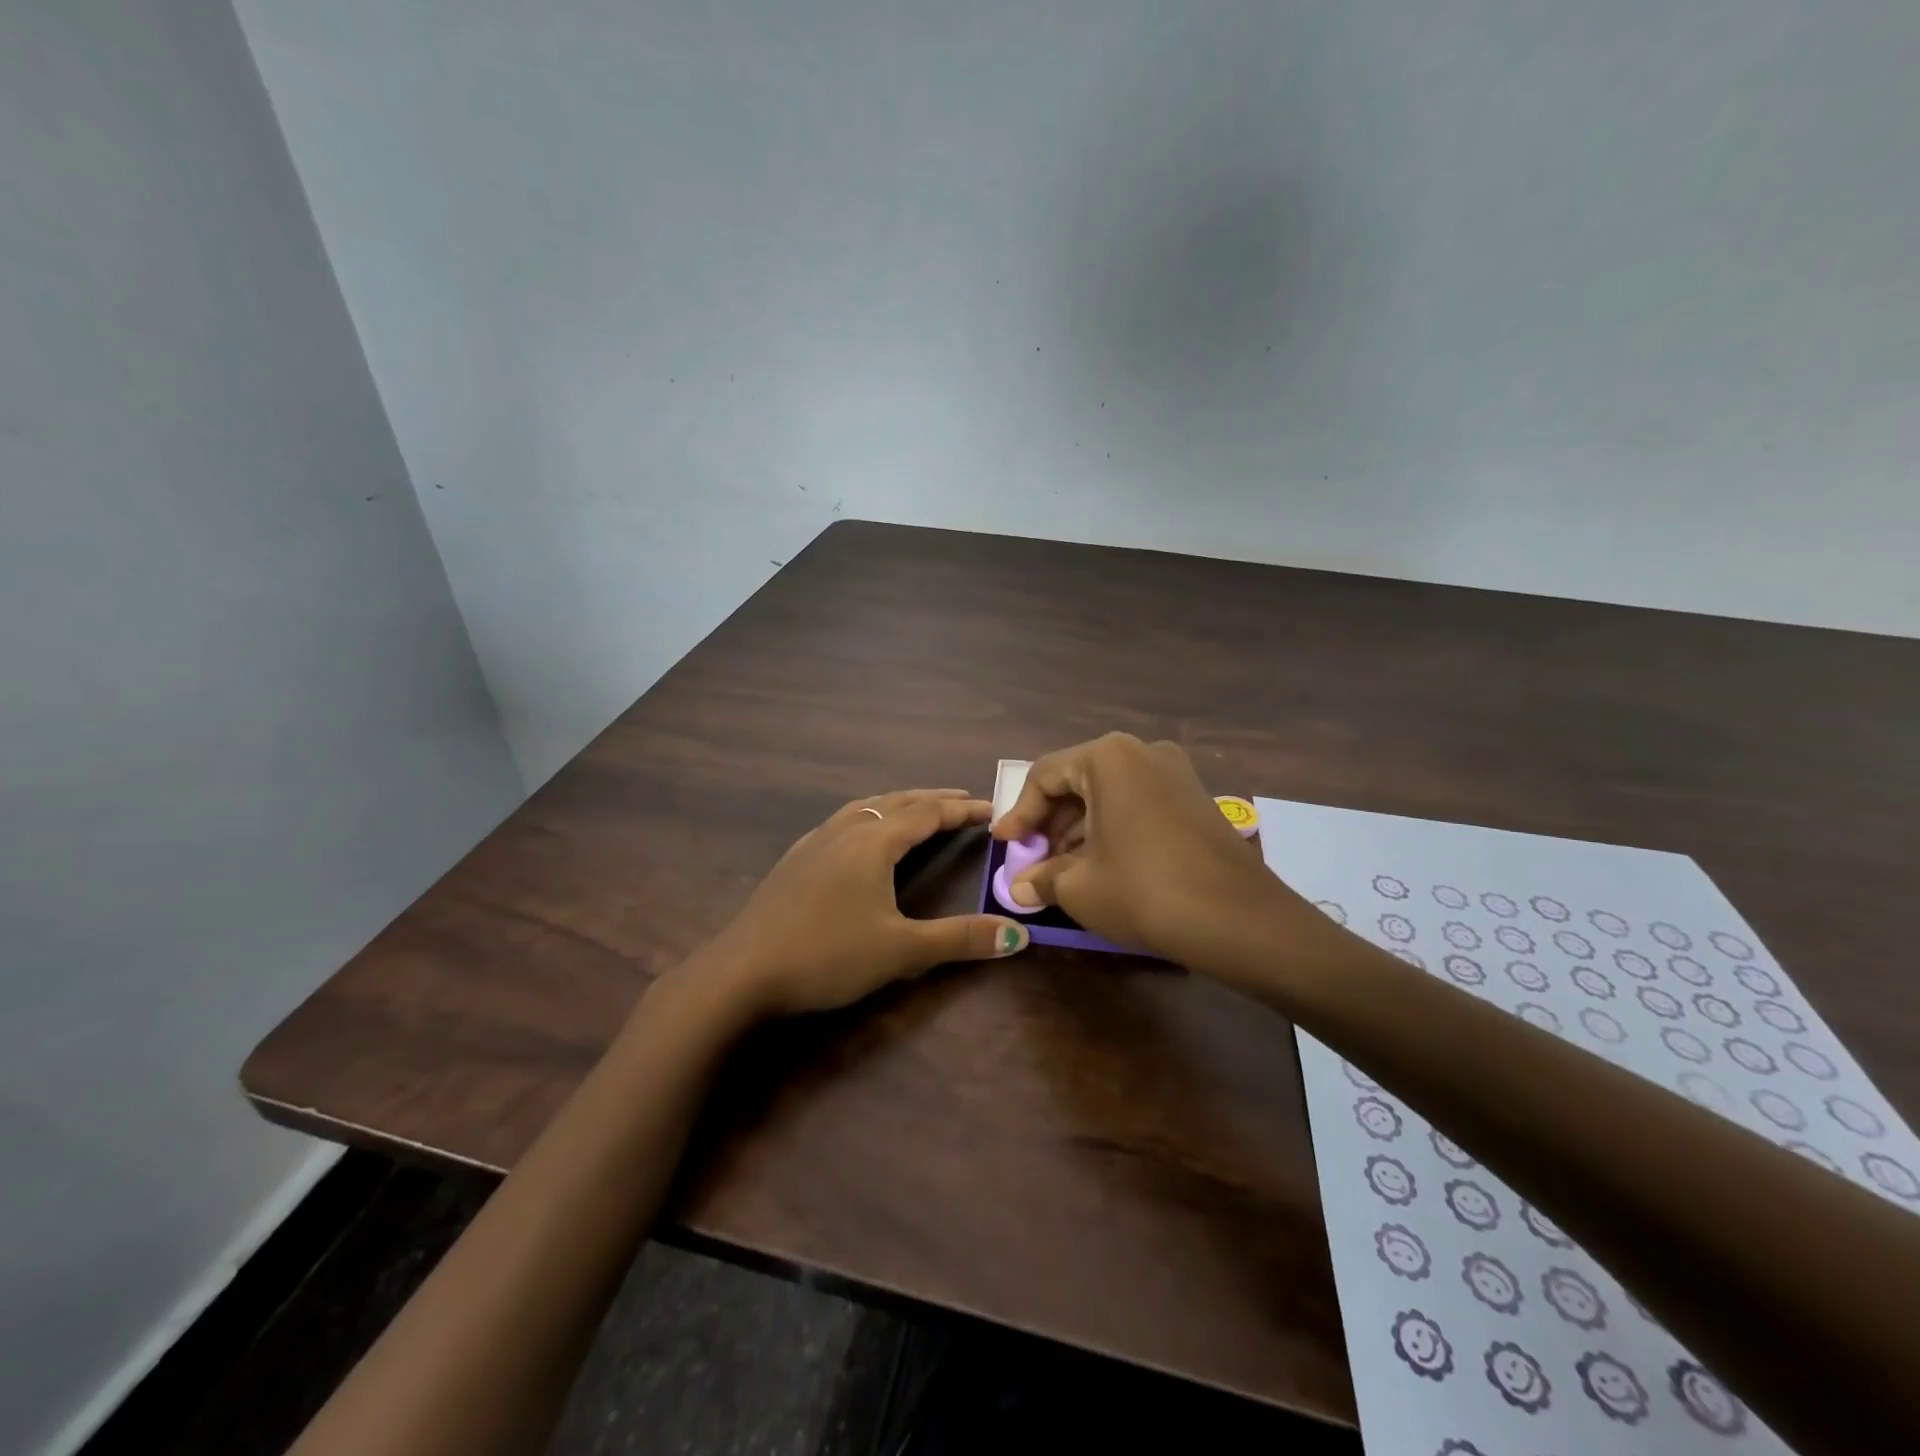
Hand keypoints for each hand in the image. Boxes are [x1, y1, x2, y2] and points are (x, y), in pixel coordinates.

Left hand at [702, 789, 1029, 1017]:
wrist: (742, 972)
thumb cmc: (827, 955)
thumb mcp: (901, 950)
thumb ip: (960, 940)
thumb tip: (1017, 935)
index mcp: (873, 843)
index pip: (927, 814)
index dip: (961, 810)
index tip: (990, 808)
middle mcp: (845, 831)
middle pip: (897, 802)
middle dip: (932, 800)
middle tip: (962, 801)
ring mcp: (814, 842)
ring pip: (865, 808)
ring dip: (897, 804)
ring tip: (916, 808)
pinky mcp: (794, 860)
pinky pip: (841, 822)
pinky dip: (867, 817)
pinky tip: (858, 836)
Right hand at [992, 734, 1299, 963]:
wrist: (1240, 920)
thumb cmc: (1144, 891)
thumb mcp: (1080, 887)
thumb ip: (1042, 878)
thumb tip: (1022, 887)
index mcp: (1108, 757)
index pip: (1045, 775)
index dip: (1019, 813)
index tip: (1004, 845)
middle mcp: (1142, 751)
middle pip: (1078, 780)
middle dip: (1050, 822)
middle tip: (1033, 860)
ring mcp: (1175, 772)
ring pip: (1109, 793)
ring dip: (1079, 828)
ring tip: (1063, 870)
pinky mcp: (1195, 798)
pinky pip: (1137, 804)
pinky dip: (1111, 829)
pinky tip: (1102, 865)